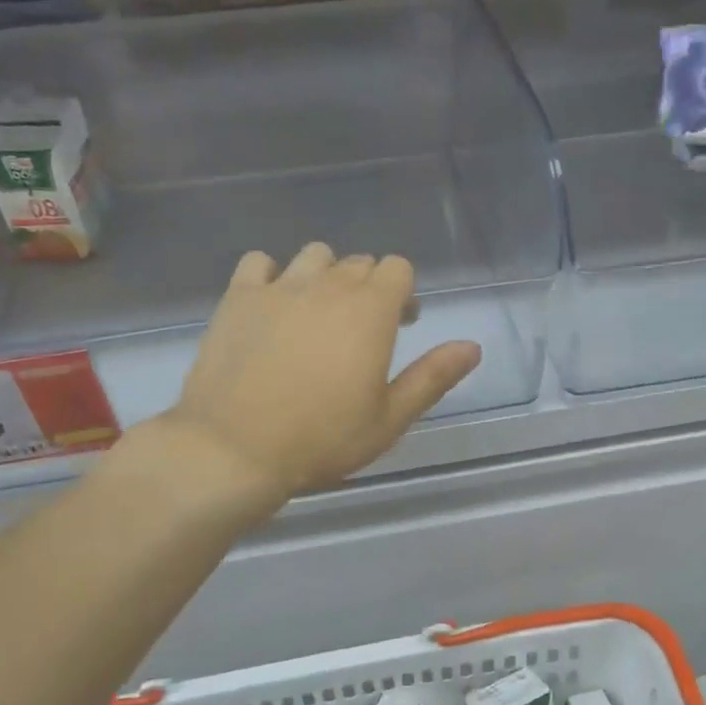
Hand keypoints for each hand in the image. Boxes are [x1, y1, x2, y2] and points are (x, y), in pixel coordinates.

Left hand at [159, 243, 480, 501]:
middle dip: (368, 287)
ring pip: (314, 255)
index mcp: (370, 310)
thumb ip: (432, 377)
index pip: (398, 267)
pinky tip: (272, 305)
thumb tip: (472, 346)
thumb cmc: (321, 440)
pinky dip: (271, 275)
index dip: (403, 292)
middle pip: (359, 262)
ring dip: (324, 275)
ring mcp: (279, 287)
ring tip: (317, 313)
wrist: (233, 449)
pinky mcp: (238, 297)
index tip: (399, 324)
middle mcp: (328, 286)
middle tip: (361, 331)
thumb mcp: (389, 419)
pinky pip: (260, 262)